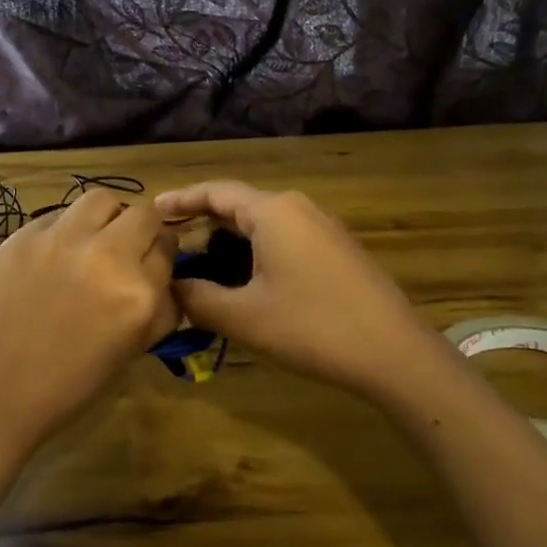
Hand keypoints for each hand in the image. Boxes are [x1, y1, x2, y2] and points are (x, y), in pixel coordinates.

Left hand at [0, 190, 178, 455]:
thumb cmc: (72, 383)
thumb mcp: (134, 349)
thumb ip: (161, 307)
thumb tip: (166, 276)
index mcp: (137, 293)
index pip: (168, 247)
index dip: (163, 252)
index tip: (154, 260)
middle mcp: (104, 255)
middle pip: (143, 213)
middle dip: (144, 228)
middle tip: (129, 246)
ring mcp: (60, 240)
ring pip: (101, 199)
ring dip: (108, 216)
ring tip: (96, 238)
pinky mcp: (23, 236)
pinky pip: (59, 215)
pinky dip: (67, 229)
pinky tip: (56, 255)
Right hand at [154, 181, 437, 396]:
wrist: (395, 354)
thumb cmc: (313, 328)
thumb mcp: (244, 317)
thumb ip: (197, 299)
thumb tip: (169, 288)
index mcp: (273, 211)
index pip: (215, 192)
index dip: (180, 200)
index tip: (152, 211)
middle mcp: (297, 208)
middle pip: (237, 205)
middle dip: (201, 223)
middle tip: (169, 245)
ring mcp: (321, 227)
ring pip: (261, 223)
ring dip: (228, 240)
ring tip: (200, 265)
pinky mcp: (336, 249)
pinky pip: (283, 237)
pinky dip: (254, 250)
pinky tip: (243, 279)